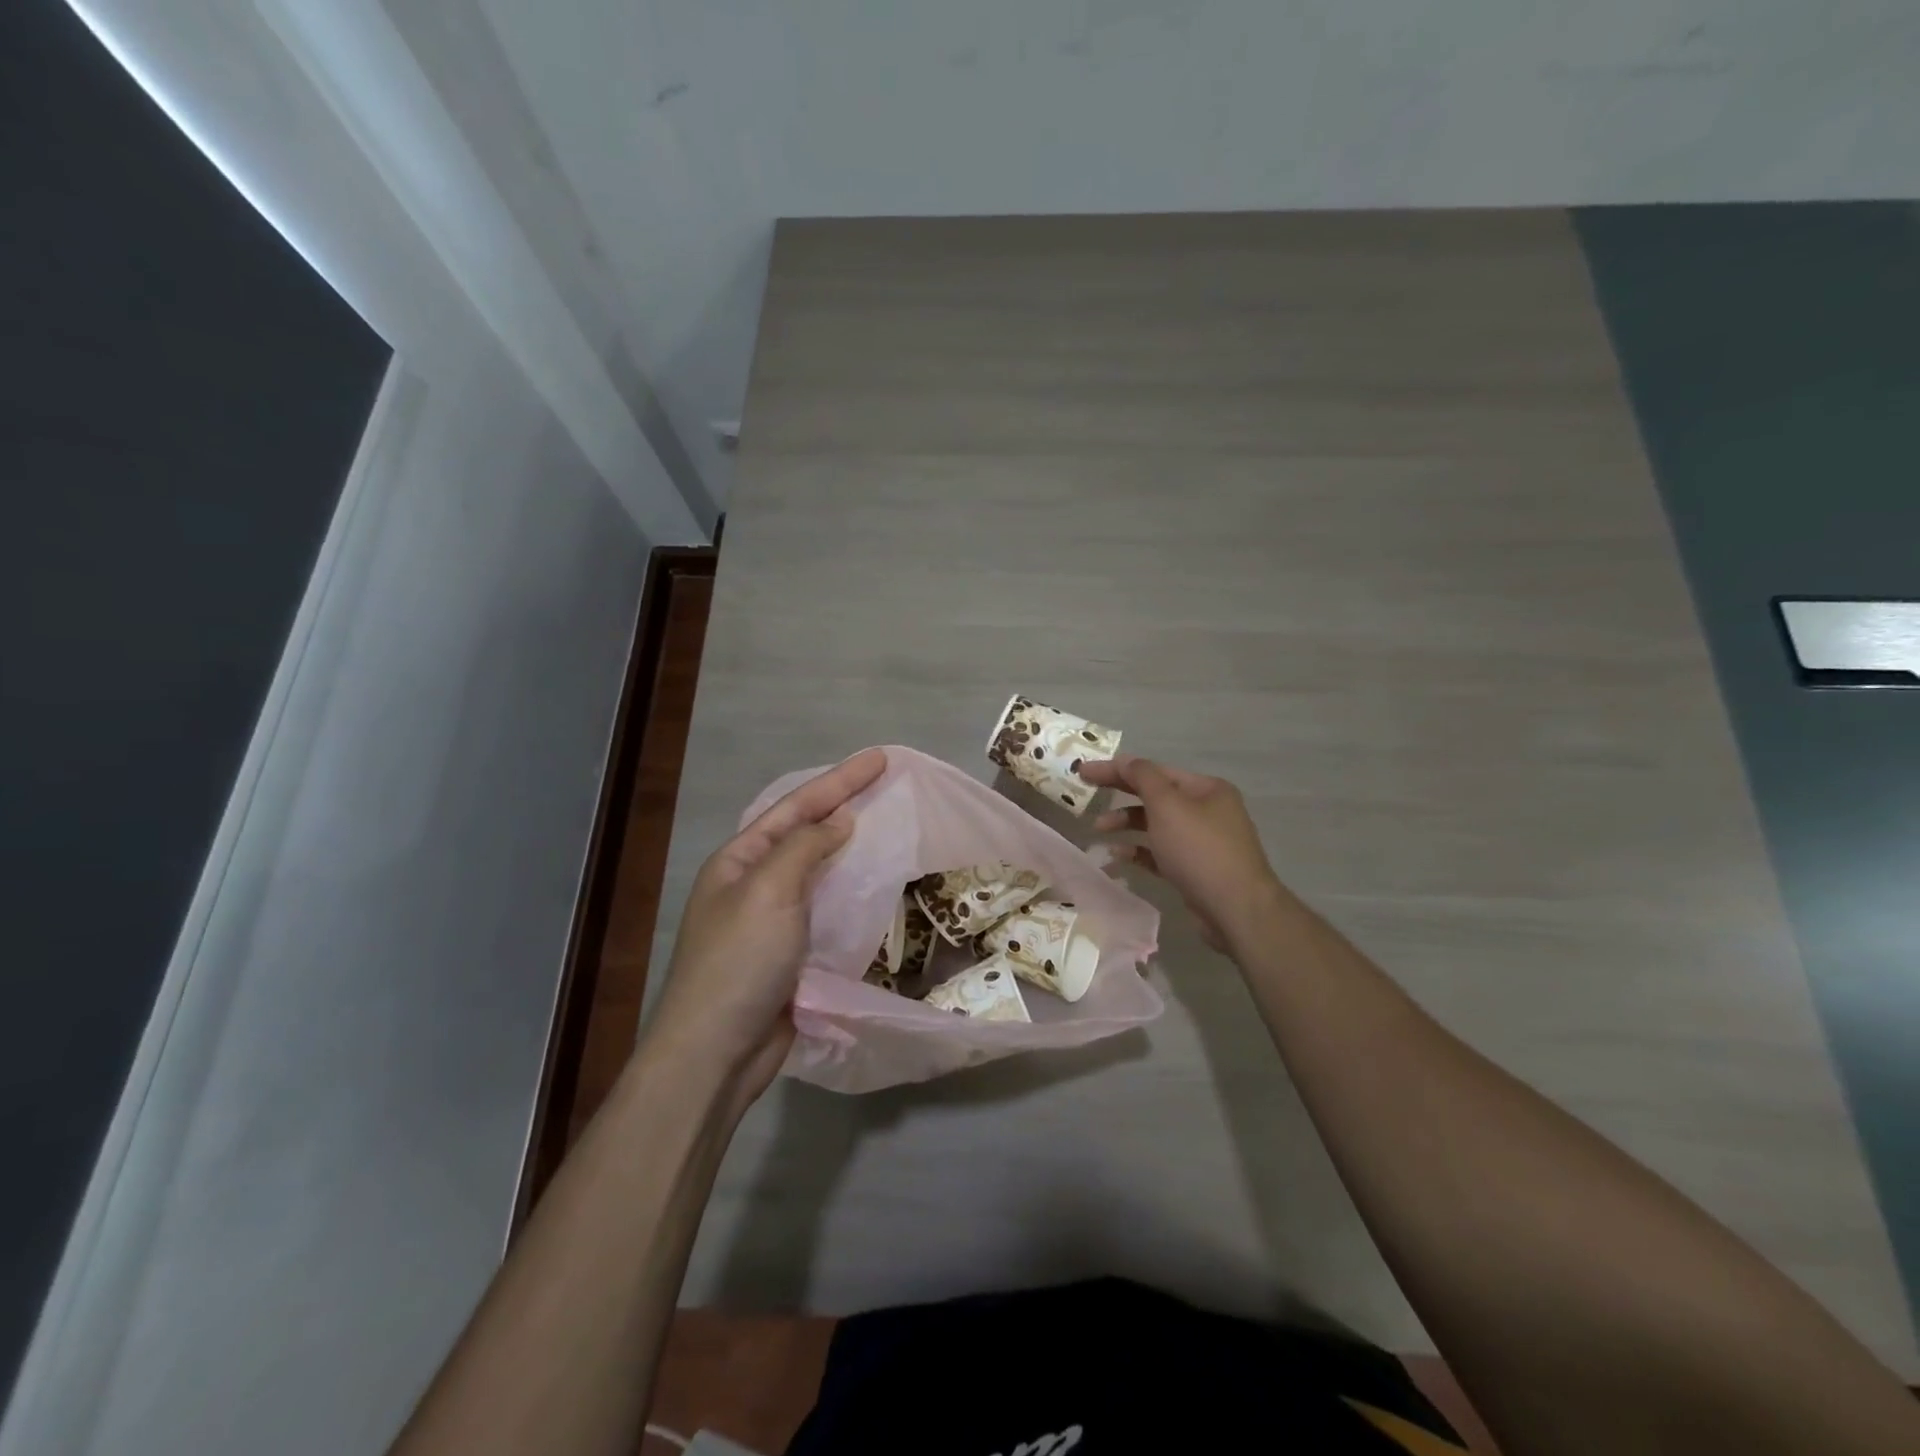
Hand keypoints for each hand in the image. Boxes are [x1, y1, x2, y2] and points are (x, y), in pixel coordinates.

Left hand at [647, 747, 886, 1099]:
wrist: (716, 1053)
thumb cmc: (738, 962)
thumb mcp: (769, 892)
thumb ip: (806, 848)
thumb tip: (840, 821)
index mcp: (740, 860)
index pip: (796, 807)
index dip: (839, 780)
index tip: (880, 760)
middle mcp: (754, 883)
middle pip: (807, 833)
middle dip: (845, 806)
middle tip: (888, 788)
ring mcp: (772, 919)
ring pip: (819, 871)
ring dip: (851, 848)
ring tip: (889, 827)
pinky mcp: (792, 952)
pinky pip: (827, 908)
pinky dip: (852, 892)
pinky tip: (876, 886)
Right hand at [1081, 755, 1288, 952]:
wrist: (1235, 908)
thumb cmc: (1199, 849)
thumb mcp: (1168, 805)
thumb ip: (1142, 778)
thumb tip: (1125, 760)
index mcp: (1206, 789)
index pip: (1154, 771)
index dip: (1118, 769)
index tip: (1084, 771)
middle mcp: (1207, 810)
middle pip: (1154, 796)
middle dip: (1120, 795)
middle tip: (1085, 793)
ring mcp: (1202, 842)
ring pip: (1156, 825)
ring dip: (1126, 824)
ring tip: (1098, 830)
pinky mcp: (1194, 869)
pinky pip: (1160, 853)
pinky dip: (1138, 851)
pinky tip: (1116, 856)